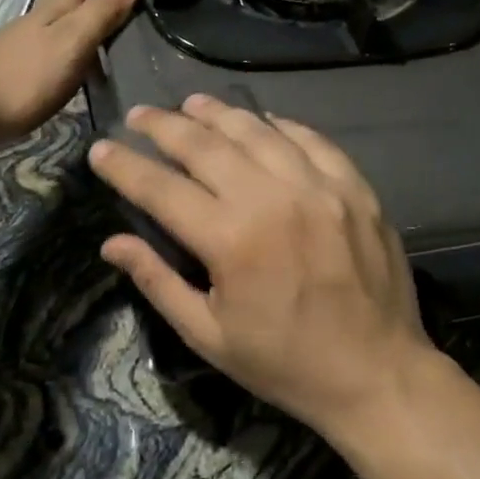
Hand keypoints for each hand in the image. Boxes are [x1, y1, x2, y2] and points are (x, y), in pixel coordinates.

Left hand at [0, 0, 137, 156]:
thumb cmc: (22, 76)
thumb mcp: (70, 42)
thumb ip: (98, 15)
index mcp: (56, 8)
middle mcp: (40, 18)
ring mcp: (26, 41)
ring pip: (52, 3)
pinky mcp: (18, 65)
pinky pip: (48, 30)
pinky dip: (59, 19)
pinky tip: (59, 32)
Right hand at [88, 94, 436, 437]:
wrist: (378, 374)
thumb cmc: (285, 363)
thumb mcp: (209, 335)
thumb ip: (158, 281)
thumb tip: (112, 243)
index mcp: (230, 240)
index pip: (161, 188)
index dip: (124, 166)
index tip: (101, 149)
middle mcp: (272, 199)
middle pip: (205, 145)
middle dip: (164, 126)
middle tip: (140, 115)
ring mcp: (319, 187)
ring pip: (256, 131)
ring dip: (217, 113)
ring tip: (191, 104)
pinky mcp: (355, 187)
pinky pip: (310, 140)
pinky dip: (279, 125)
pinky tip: (260, 120)